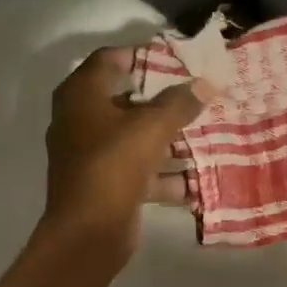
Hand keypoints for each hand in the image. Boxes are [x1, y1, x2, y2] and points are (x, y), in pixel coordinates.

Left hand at [41, 47, 214, 257]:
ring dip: (169, 139)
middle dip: (164, 101)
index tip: (178, 59)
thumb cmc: (113, 165)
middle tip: (198, 95)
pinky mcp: (105, 184)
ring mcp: (91, 154)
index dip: (143, 55)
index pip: (110, 59)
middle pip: (126, 100)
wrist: (88, 232)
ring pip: (135, 138)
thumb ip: (180, 103)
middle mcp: (80, 120)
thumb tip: (207, 82)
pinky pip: (139, 170)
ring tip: (206, 133)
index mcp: (81, 95)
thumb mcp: (152, 127)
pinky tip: (197, 177)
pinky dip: (165, 174)